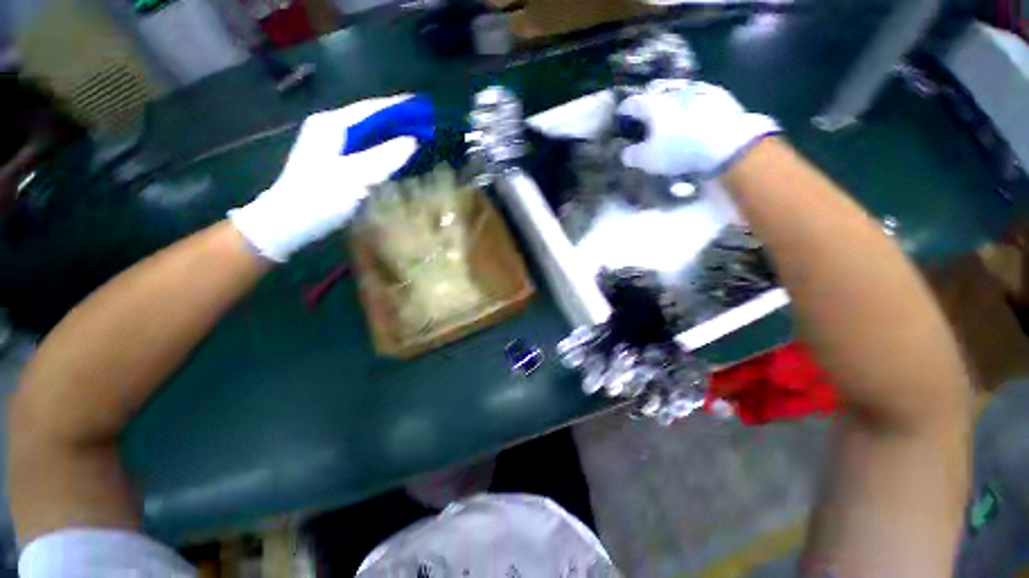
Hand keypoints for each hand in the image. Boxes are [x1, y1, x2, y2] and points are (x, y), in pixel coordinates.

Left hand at [229, 95, 432, 261]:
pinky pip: (364, 150)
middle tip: (423, 127)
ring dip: (390, 137)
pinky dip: (381, 151)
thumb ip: (385, 157)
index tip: (421, 105)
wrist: (289, 222)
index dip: (397, 106)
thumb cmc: (320, 197)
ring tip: (415, 140)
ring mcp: (330, 146)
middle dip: (396, 122)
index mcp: (332, 125)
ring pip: (367, 135)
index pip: (370, 109)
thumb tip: (412, 141)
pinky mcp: (333, 162)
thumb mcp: (355, 176)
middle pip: (369, 120)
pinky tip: (394, 158)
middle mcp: (330, 129)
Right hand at [617, 80, 779, 176]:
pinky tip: (692, 119)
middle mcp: (672, 91)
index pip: (631, 103)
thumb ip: (632, 156)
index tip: (620, 118)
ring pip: (676, 94)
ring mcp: (697, 90)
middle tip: (645, 118)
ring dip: (670, 104)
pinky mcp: (718, 96)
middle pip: (654, 93)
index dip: (623, 111)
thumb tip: (626, 152)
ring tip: (670, 119)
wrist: (727, 142)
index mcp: (652, 104)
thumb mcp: (647, 160)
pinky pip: (697, 99)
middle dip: (647, 104)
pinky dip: (690, 107)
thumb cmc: (679, 149)